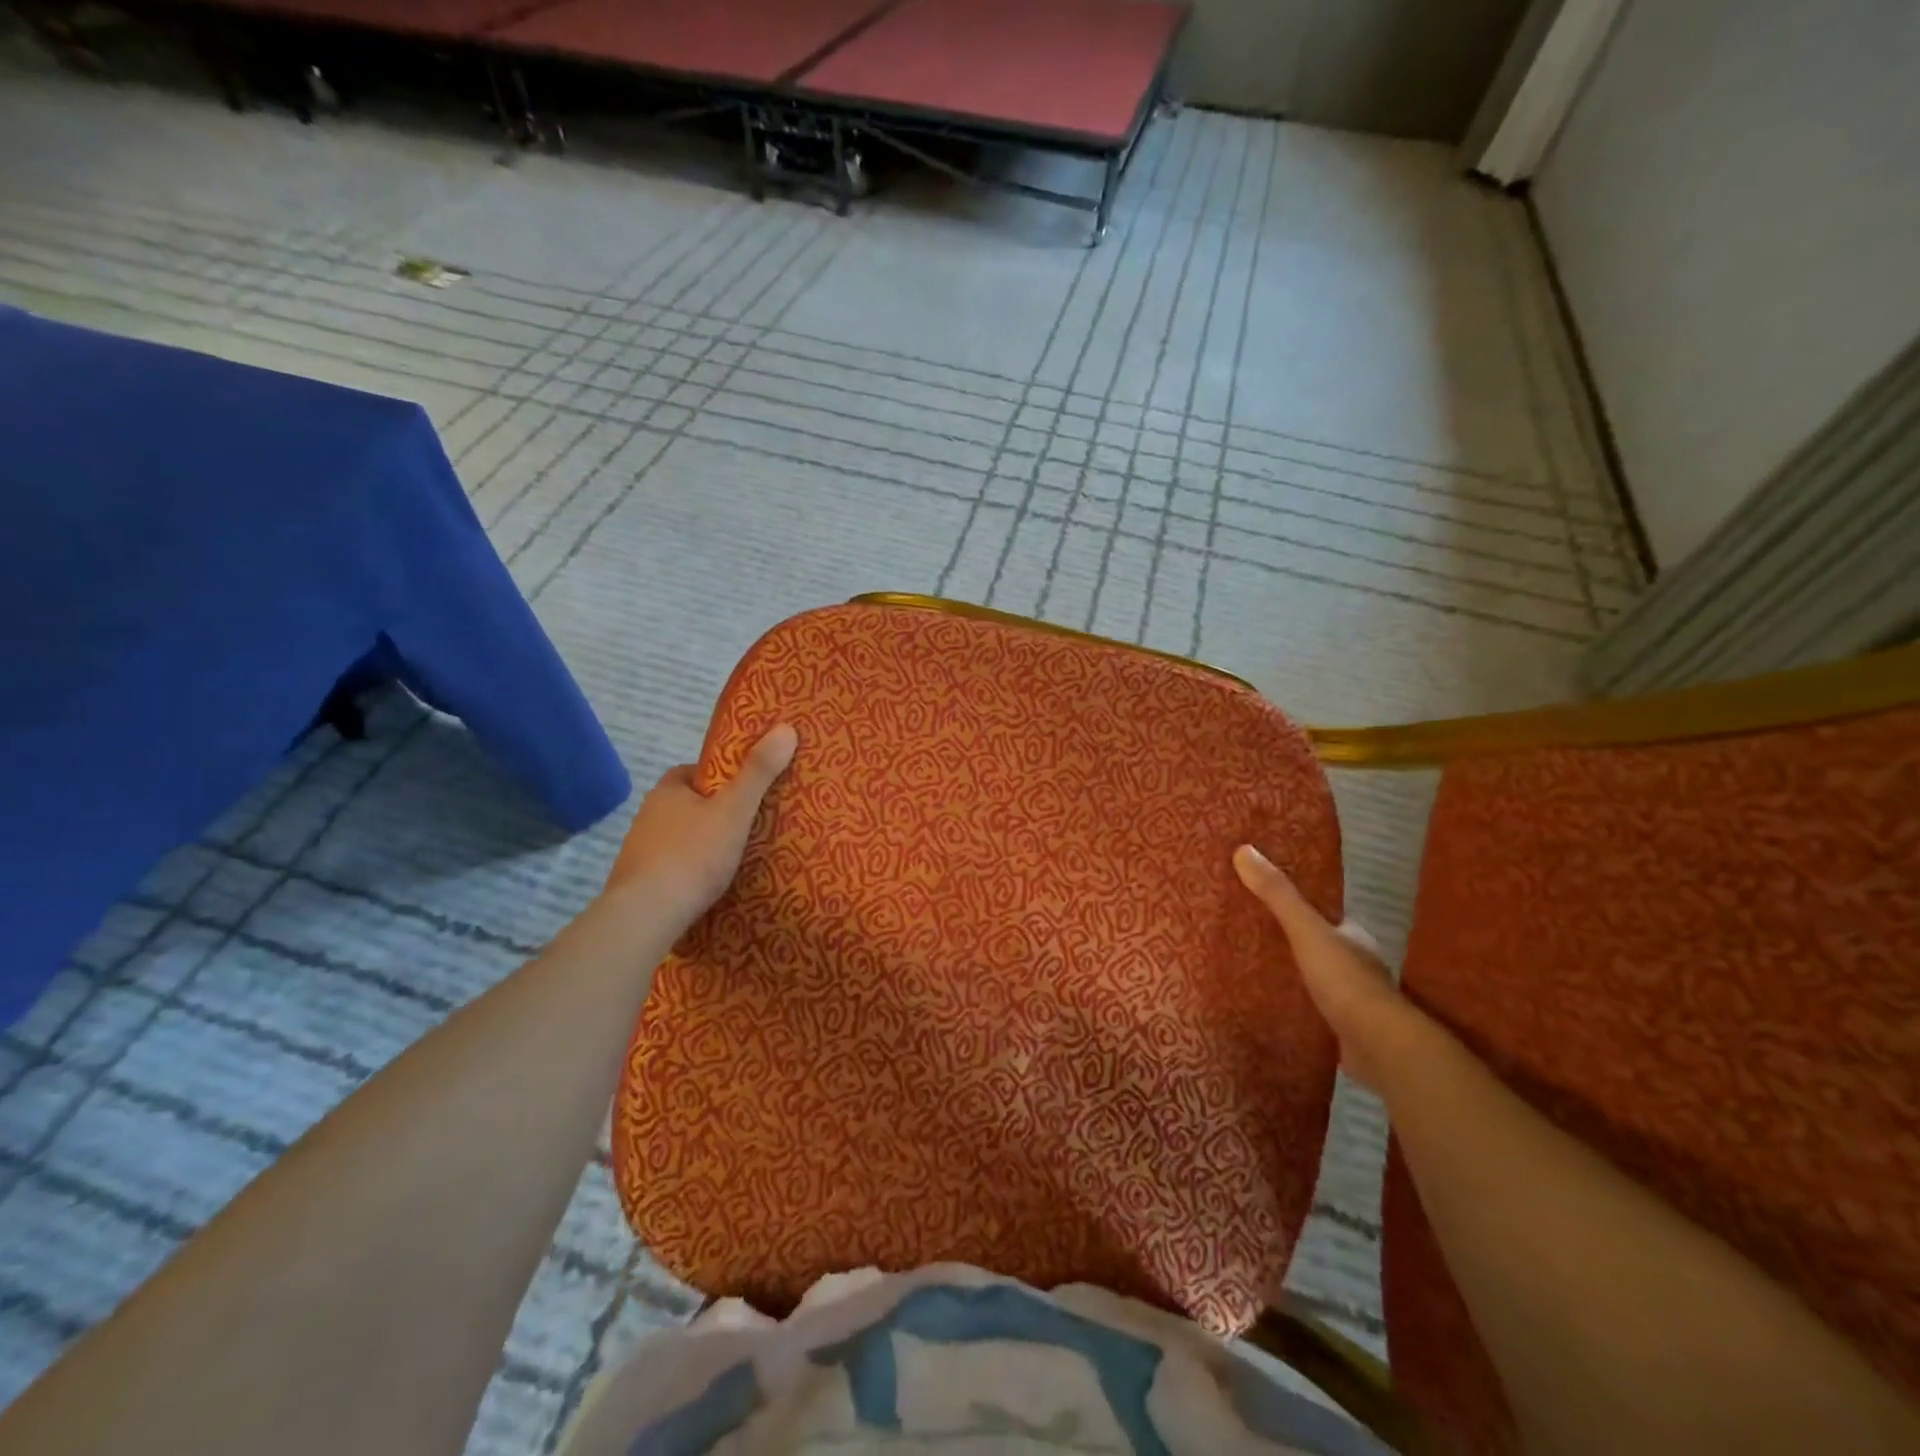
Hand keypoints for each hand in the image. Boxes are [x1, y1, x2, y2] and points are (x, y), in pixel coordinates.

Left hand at [607, 724, 797, 926]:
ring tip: (733, 857)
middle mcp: (647, 815)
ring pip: (677, 837)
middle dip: (712, 812)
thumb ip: (759, 772)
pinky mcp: (637, 884)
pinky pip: (670, 868)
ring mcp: (638, 851)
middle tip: (746, 823)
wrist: (646, 915)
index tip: (744, 789)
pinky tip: (707, 885)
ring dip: (699, 843)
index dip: (719, 777)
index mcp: (667, 791)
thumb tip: (786, 727)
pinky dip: (688, 871)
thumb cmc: (693, 854)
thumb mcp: (735, 809)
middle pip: (686, 805)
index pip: (693, 772)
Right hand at [1233, 843, 1408, 1091]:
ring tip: (1251, 969)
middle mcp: (1357, 966)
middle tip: (1250, 935)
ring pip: (1316, 981)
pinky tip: (1270, 1007)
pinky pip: (1312, 1012)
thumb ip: (1278, 895)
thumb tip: (1243, 849)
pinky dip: (1295, 1008)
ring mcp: (1352, 1002)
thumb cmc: (1346, 980)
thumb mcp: (1306, 930)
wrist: (1380, 1047)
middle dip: (1291, 944)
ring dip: (1292, 977)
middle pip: (1318, 947)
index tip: (1268, 901)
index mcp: (1353, 938)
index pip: (1325, 916)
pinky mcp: (1343, 1032)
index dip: (1300, 908)